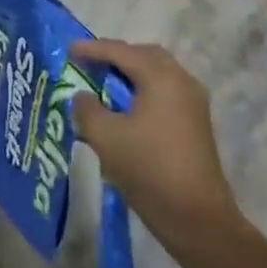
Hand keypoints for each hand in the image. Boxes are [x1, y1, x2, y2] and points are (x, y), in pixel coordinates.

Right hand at [72, 40, 241, 255]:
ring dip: (131, 73)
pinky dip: (143, 89)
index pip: (121, 51)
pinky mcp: (196, 123)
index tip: (68, 50)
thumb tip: (84, 97)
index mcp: (160, 78)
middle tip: (90, 64)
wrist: (198, 218)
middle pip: (145, 55)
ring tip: (105, 85)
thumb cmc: (148, 169)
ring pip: (158, 73)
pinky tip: (126, 108)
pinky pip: (165, 91)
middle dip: (116, 56)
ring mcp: (193, 103)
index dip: (92, 49)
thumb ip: (86, 108)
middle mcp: (181, 81)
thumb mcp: (104, 136)